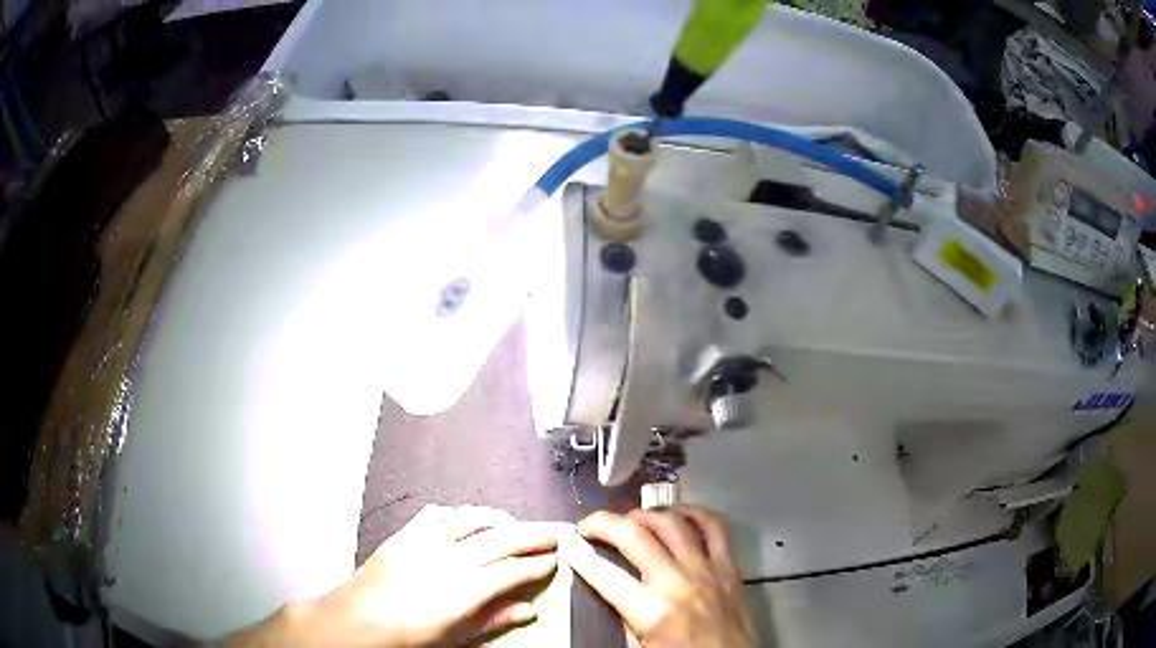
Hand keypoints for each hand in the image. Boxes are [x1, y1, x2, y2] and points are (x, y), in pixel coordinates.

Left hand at [223, 505, 557, 647]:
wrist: (355, 621)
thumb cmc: (407, 638)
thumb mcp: (455, 637)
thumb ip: (493, 620)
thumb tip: (529, 609)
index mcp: (463, 590)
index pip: (512, 571)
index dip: (538, 564)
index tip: (554, 560)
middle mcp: (448, 560)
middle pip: (500, 540)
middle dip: (531, 535)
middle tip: (553, 533)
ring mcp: (424, 543)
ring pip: (471, 521)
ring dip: (498, 520)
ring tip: (515, 525)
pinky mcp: (404, 534)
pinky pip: (437, 515)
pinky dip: (458, 515)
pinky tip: (466, 520)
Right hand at [563, 506, 755, 647]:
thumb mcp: (641, 646)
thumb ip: (624, 616)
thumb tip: (609, 587)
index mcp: (651, 611)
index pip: (604, 574)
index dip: (578, 554)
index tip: (567, 542)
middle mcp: (677, 582)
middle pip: (634, 535)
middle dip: (603, 523)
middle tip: (590, 525)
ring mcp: (706, 569)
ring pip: (671, 522)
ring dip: (644, 514)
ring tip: (630, 519)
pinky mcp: (729, 565)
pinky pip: (714, 526)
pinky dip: (694, 513)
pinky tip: (679, 514)